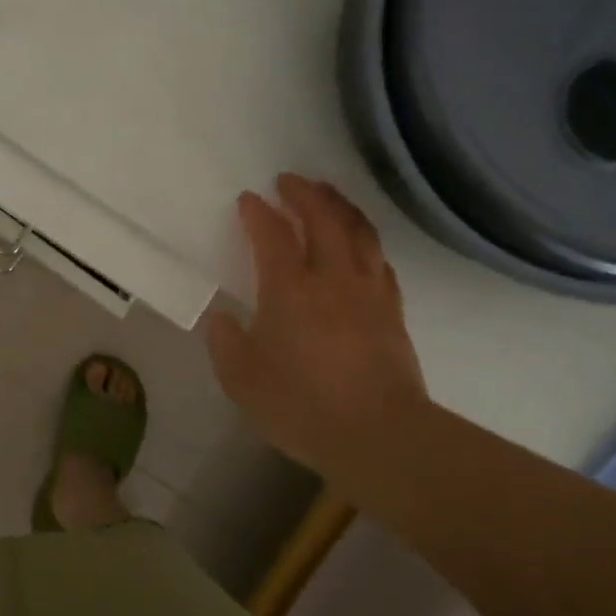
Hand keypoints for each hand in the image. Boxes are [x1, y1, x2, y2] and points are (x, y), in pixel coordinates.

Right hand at [205, 174, 428, 474]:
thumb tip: (223, 318)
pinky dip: (366, 241)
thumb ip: (226, 343)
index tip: (248, 199)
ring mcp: (368, 291)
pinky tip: (360, 244)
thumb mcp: (241, 380)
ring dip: (340, 206)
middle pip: (323, 218)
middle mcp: (331, 278)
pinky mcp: (392, 310)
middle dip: (304, 193)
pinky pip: (379, 260)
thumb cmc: (301, 406)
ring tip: (328, 194)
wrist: (379, 435)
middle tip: (289, 181)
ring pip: (359, 232)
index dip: (258, 213)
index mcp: (289, 289)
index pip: (272, 235)